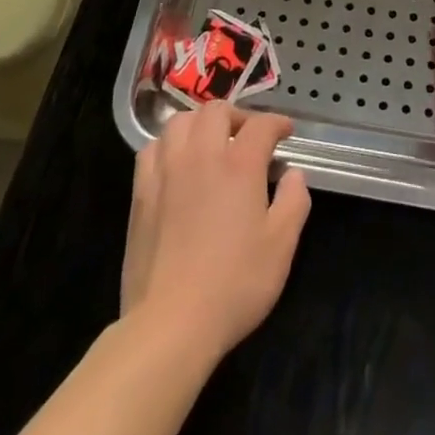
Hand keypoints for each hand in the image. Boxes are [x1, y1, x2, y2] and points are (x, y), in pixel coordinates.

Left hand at [121, 104, 311, 362]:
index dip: (277, 123)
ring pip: (180, 122)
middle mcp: (201, 155)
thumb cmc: (233, 285)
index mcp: (239, 164)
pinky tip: (176, 163)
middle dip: (237, 116)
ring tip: (210, 144)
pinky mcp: (141, 192)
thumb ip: (293, 202)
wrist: (170, 324)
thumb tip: (293, 173)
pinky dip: (168, 145)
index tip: (286, 132)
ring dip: (200, 124)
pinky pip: (152, 148)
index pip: (261, 125)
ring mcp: (167, 170)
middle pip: (217, 111)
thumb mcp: (281, 247)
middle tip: (248, 137)